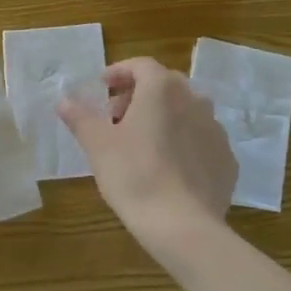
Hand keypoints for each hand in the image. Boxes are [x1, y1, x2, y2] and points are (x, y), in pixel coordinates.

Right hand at [57, 57, 235, 239]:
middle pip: (165, 85)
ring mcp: (216, 130)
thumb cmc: (134, 175)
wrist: (183, 225)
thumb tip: (64, 101)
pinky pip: (200, 140)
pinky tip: (167, 168)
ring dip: (163, 117)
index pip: (141, 65)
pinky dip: (182, 143)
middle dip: (139, 95)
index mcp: (163, 89)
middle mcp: (195, 100)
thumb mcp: (98, 145)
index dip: (119, 72)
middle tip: (116, 117)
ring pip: (186, 112)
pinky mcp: (226, 159)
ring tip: (141, 143)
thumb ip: (80, 118)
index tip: (102, 87)